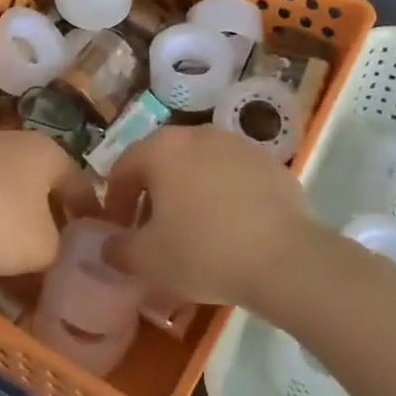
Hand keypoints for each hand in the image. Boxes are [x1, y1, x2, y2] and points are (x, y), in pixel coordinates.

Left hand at [0, 131, 77, 277]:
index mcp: (48, 152)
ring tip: (12, 258)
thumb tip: (59, 258)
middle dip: (49, 220)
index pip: (81, 184)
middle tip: (54, 255)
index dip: (89, 217)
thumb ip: (61, 254)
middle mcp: (15, 141)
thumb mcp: (43, 250)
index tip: (91, 247)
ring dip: (14, 222)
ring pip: (8, 190)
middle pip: (42, 185)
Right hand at [92, 127, 324, 308]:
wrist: (285, 258)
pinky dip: (224, 196)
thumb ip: (118, 250)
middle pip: (163, 161)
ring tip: (195, 229)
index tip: (119, 230)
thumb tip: (110, 245)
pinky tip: (232, 228)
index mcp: (162, 149)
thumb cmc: (204, 252)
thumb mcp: (147, 261)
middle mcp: (198, 134)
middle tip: (154, 229)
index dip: (116, 200)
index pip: (124, 167)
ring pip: (200, 166)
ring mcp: (238, 145)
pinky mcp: (270, 163)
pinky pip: (234, 177)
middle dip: (153, 194)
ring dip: (190, 191)